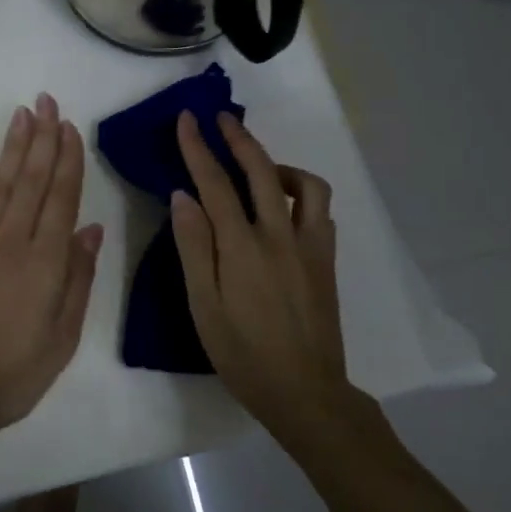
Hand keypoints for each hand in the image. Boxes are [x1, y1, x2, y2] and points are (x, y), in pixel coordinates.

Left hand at [0, 93, 103, 442]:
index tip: (70, 126)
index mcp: (46, 261)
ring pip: (1, 183)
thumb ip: (78, 278)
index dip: (67, 160)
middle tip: (46, 101)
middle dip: (41, 138)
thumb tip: (90, 228)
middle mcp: (13, 241)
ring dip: (13, 147)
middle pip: (31, 179)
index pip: (60, 197)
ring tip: (22, 114)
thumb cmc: (14, 372)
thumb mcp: (62, 337)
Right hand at [170, 110, 347, 430]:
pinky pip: (320, 212)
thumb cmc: (243, 354)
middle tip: (221, 118)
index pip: (215, 182)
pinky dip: (301, 195)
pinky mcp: (327, 260)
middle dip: (239, 138)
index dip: (198, 147)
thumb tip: (183, 196)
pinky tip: (284, 208)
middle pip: (261, 170)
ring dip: (279, 165)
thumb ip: (193, 246)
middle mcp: (280, 235)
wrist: (305, 393)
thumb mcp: (203, 305)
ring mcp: (309, 246)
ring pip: (305, 185)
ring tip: (258, 170)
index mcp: (242, 246)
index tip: (187, 119)